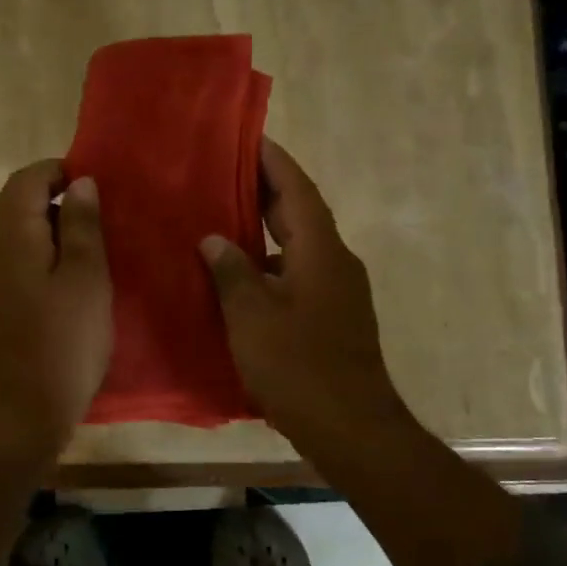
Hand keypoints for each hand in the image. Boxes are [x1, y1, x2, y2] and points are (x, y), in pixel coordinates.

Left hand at [0, 159, 112, 455]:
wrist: (19, 414)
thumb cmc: (61, 342)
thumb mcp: (86, 279)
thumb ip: (83, 226)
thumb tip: (80, 184)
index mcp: (10, 237)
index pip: (25, 180)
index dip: (58, 171)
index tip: (96, 183)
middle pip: (20, 207)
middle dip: (61, 204)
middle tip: (106, 221)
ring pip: (22, 239)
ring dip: (57, 236)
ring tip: (98, 253)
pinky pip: (20, 267)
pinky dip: (47, 263)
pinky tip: (76, 288)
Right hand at [199, 139, 411, 454]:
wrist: (352, 429)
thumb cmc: (299, 367)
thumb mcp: (252, 317)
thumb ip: (231, 271)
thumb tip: (214, 238)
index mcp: (321, 251)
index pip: (297, 189)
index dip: (273, 160)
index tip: (247, 136)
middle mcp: (335, 262)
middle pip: (300, 213)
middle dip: (266, 190)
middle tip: (223, 172)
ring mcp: (338, 292)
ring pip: (299, 246)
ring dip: (266, 230)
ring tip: (223, 220)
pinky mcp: (333, 318)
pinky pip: (298, 275)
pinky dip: (270, 266)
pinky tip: (239, 278)